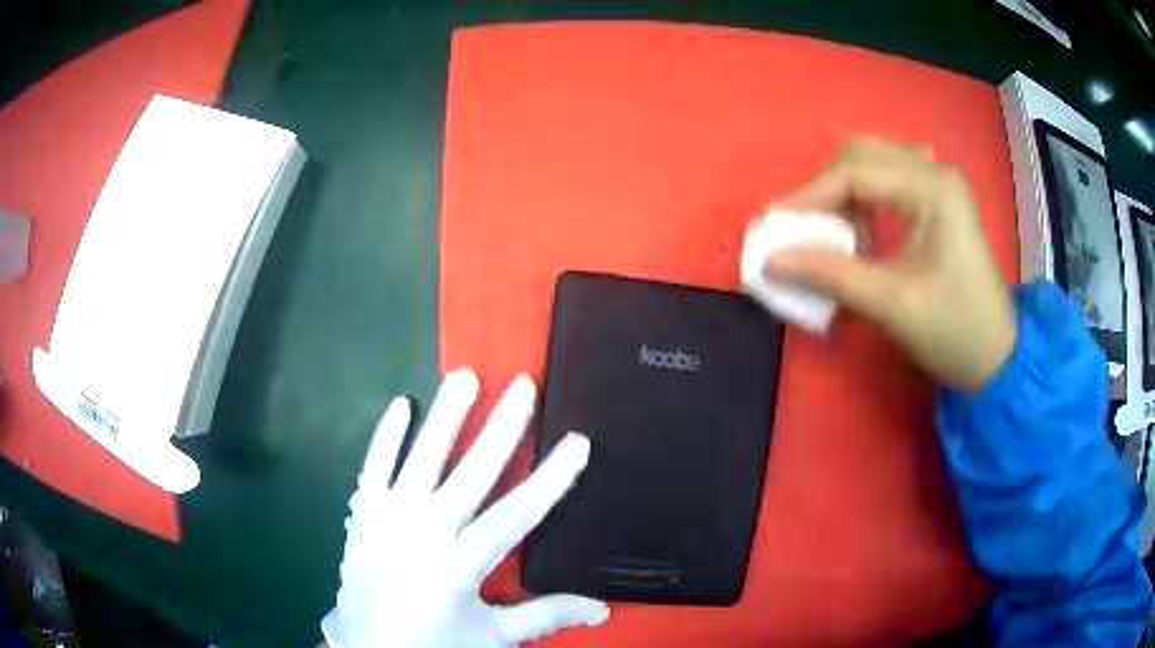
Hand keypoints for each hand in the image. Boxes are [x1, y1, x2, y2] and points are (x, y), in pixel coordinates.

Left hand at [321, 369, 608, 647]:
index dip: (549, 479)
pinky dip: (386, 435)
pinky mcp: (362, 512)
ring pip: (421, 459)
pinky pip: (374, 466)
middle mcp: (423, 533)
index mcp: (459, 566)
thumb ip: (545, 616)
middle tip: (524, 386)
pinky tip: (401, 404)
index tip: (577, 442)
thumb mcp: (493, 636)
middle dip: (501, 429)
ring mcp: (387, 518)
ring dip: (444, 417)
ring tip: (465, 377)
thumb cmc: (434, 643)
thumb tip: (604, 609)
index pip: (514, 516)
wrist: (368, 647)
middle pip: (469, 475)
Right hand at [765, 137, 1016, 390]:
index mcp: (933, 189)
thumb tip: (771, 260)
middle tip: (804, 229)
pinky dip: (865, 200)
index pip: (856, 172)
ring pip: (875, 166)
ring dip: (845, 194)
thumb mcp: (892, 305)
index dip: (810, 197)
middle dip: (826, 190)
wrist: (997, 359)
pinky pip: (890, 183)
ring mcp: (940, 186)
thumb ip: (830, 276)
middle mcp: (936, 174)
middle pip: (863, 156)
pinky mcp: (939, 203)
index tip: (774, 226)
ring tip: (834, 235)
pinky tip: (864, 228)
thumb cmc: (954, 331)